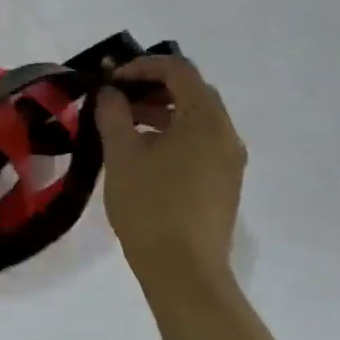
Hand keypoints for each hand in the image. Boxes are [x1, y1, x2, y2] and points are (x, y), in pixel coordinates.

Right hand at [94, 54, 246, 284]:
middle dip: (153, 87)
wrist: (184, 273)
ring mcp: (229, 161)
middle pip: (192, 91)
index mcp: (205, 120)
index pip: (178, 70)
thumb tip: (111, 92)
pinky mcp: (224, 183)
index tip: (111, 80)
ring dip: (162, 112)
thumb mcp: (122, 154)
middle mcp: (226, 134)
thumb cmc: (150, 207)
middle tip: (118, 99)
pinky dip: (174, 134)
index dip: (142, 66)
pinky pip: (200, 142)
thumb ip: (113, 113)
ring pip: (197, 118)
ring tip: (125, 126)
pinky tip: (144, 155)